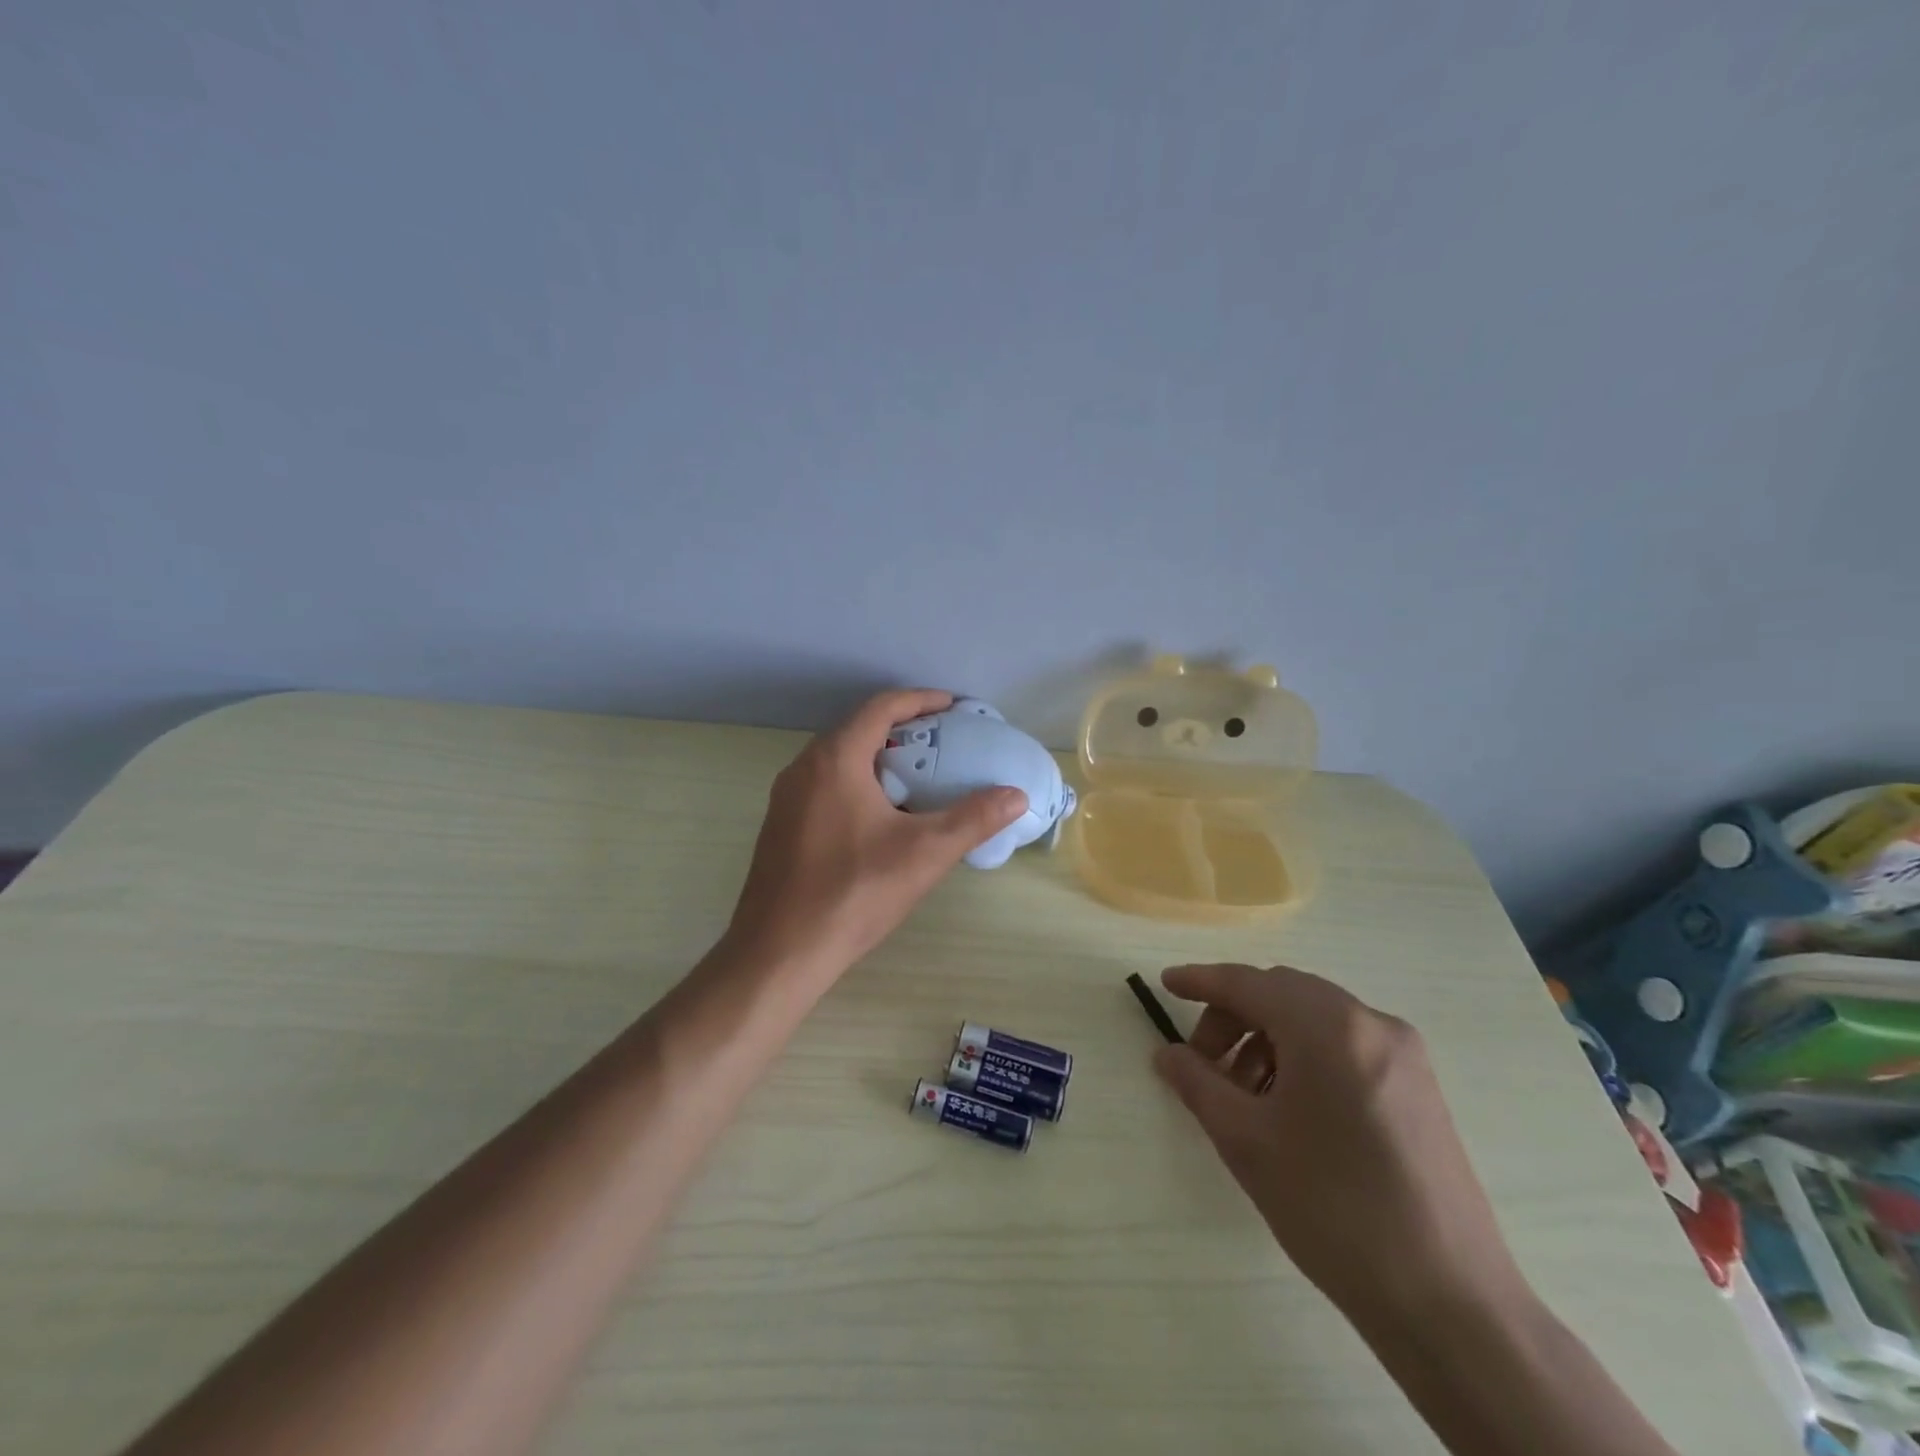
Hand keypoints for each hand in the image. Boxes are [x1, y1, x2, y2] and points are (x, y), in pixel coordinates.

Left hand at [721, 690, 1027, 985]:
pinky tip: (882, 818)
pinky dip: (858, 783)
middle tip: (944, 745)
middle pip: (858, 730)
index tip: (954, 707)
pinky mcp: (781, 826)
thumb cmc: (853, 892)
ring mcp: (786, 798)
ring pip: (839, 760)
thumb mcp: (924, 853)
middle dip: (903, 730)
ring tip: (919, 778)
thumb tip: (1016, 795)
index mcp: (834, 759)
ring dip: (879, 759)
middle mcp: (803, 767)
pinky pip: (825, 786)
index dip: (921, 700)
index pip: (881, 708)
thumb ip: (973, 819)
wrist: (780, 951)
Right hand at [1153, 964, 1526, 1323]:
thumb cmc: (1333, 1210)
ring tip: (1243, 1092)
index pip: (1248, 983)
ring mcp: (1402, 1052)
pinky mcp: (1418, 1084)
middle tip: (1202, 1061)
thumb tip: (1167, 1054)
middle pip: (1282, 993)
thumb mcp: (1246, 1141)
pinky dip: (1304, 1054)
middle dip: (1234, 1016)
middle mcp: (1370, 1022)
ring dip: (1267, 1037)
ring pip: (1314, 1017)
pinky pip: (1345, 1043)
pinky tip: (1288, 1104)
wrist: (1449, 1303)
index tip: (1165, 983)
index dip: (1201, 981)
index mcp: (1328, 1027)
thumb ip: (1197, 1082)